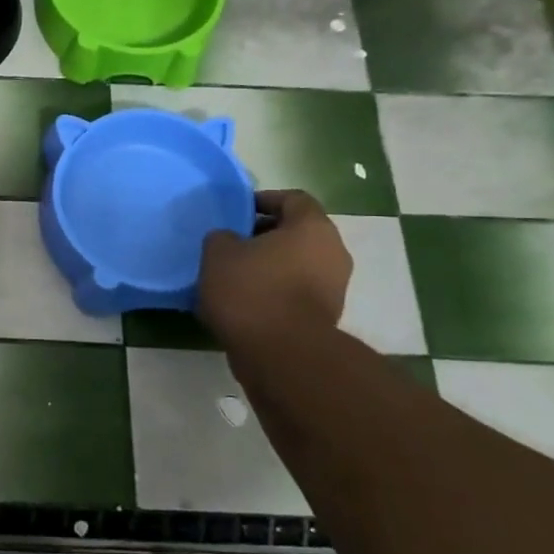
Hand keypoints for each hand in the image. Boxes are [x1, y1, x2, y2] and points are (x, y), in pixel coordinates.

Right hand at [198, 189, 351, 344]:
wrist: (282, 354)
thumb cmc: (252, 291)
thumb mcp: (218, 253)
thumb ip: (222, 237)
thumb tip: (229, 241)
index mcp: (312, 227)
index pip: (293, 199)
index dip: (263, 200)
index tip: (237, 212)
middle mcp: (332, 252)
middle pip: (297, 232)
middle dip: (265, 235)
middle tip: (232, 244)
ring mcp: (334, 287)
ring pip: (297, 264)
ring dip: (270, 265)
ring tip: (234, 276)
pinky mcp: (325, 316)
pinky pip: (297, 291)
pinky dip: (275, 291)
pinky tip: (246, 302)